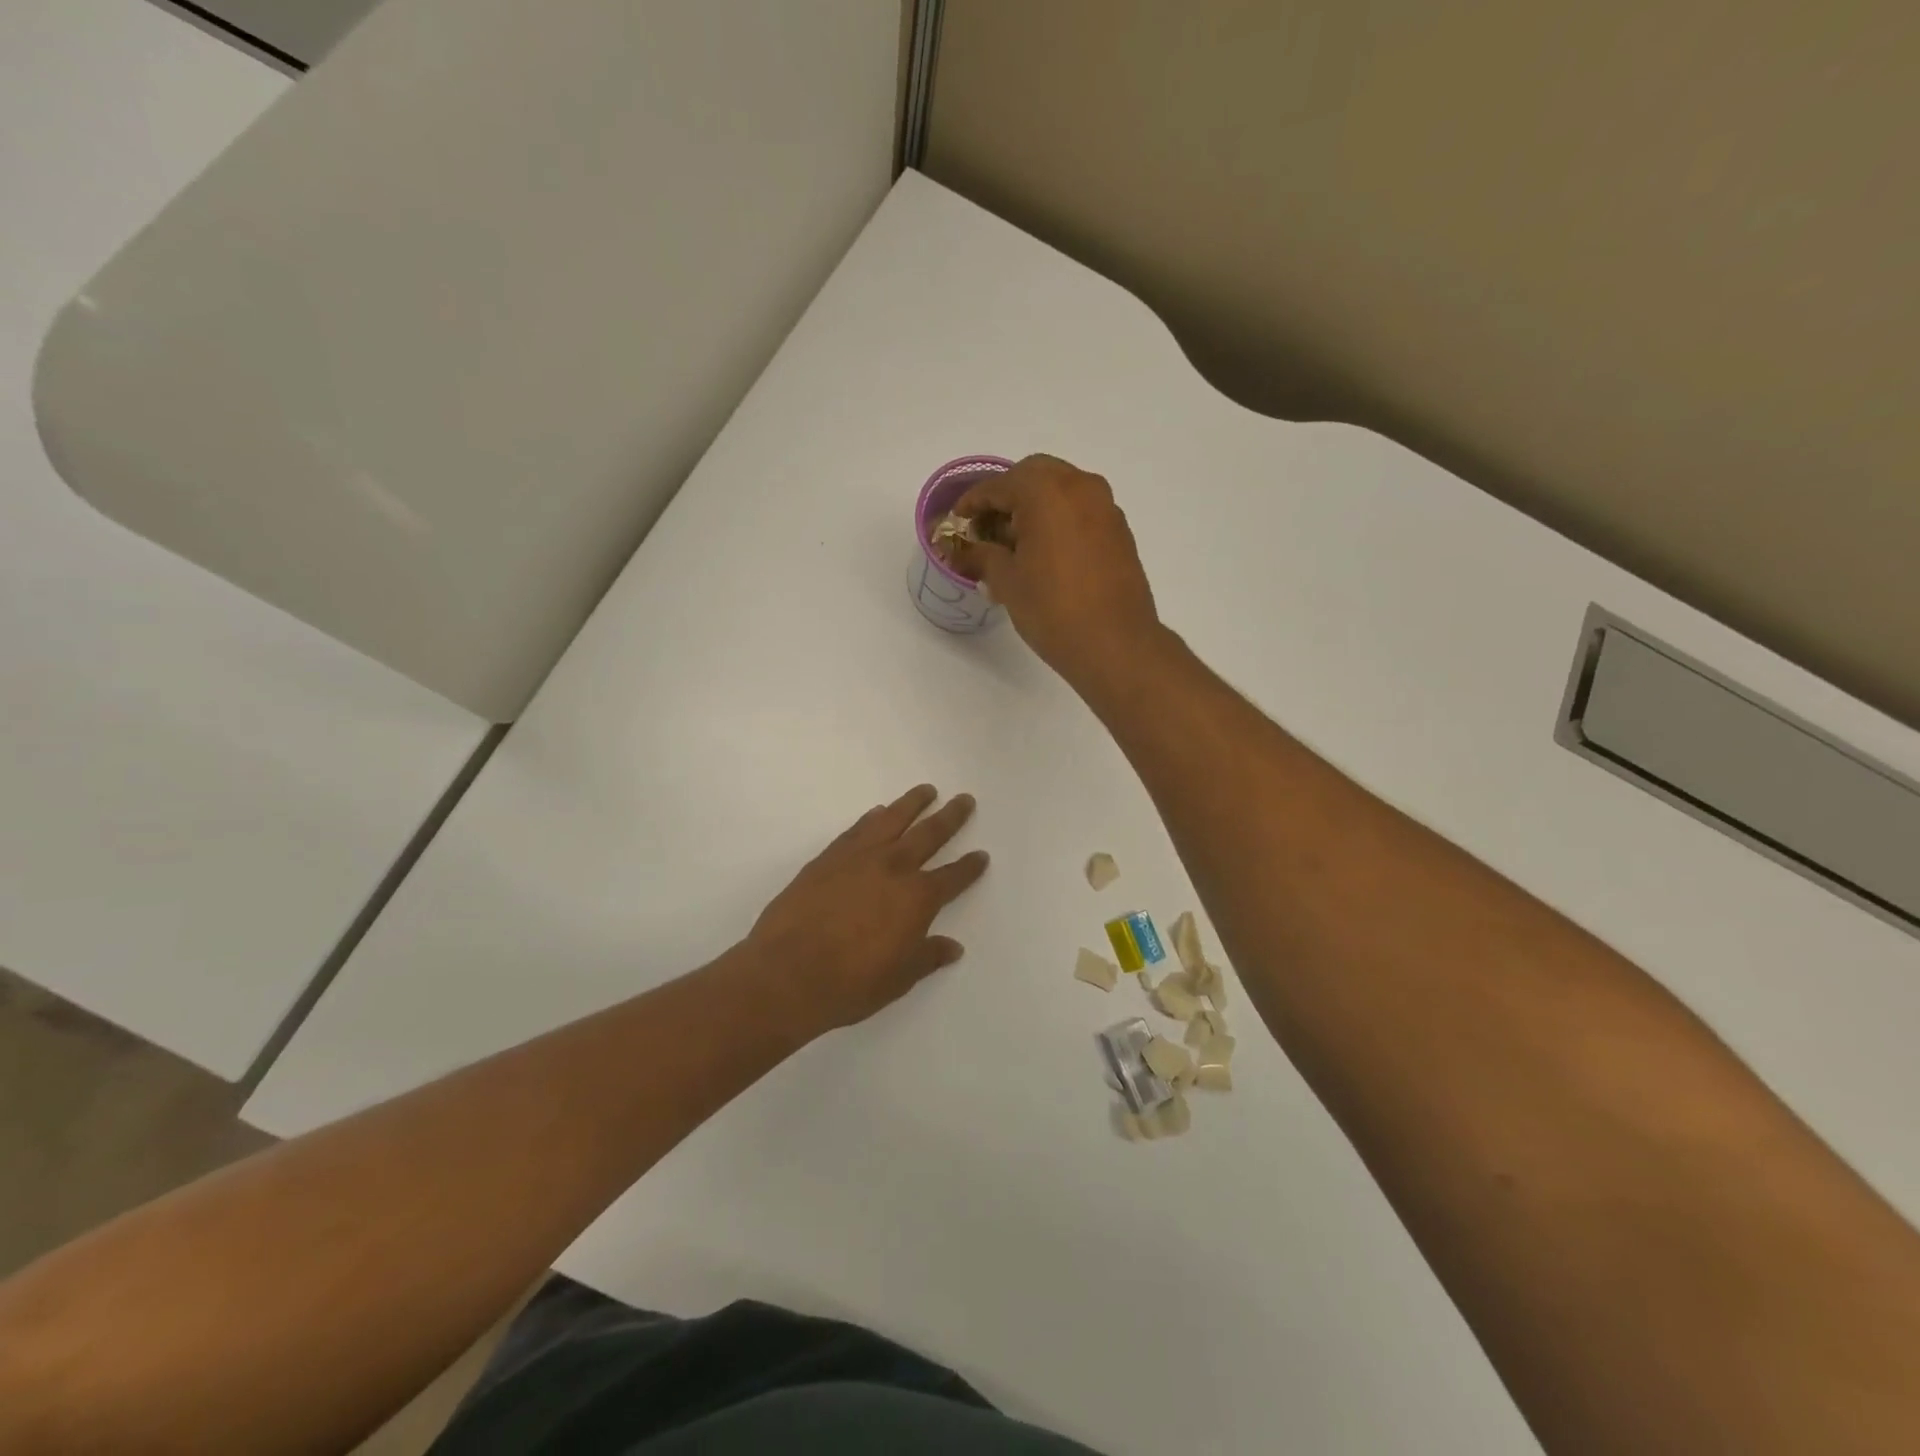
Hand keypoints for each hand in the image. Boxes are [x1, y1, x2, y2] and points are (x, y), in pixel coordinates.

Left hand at [745, 785, 989, 1037]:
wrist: (788, 972)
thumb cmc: (851, 982)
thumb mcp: (899, 978)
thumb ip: (928, 956)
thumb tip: (952, 947)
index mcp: (918, 898)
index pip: (953, 877)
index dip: (969, 866)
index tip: (981, 854)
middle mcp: (894, 868)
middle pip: (929, 834)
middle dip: (950, 817)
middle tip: (964, 799)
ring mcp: (859, 857)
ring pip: (893, 819)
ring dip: (912, 803)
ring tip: (926, 791)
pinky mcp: (829, 857)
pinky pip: (858, 828)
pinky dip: (872, 817)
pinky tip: (878, 812)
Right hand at [949, 454, 1160, 686]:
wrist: (1116, 645)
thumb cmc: (1053, 609)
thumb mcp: (1007, 581)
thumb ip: (981, 556)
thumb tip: (960, 551)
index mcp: (1046, 491)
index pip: (998, 486)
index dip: (972, 503)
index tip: (956, 522)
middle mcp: (1080, 486)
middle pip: (1033, 476)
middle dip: (1006, 497)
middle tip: (986, 528)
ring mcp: (1105, 507)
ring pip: (1061, 490)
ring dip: (1034, 507)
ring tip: (1014, 544)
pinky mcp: (1119, 531)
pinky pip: (1080, 511)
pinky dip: (1058, 520)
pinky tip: (1044, 554)